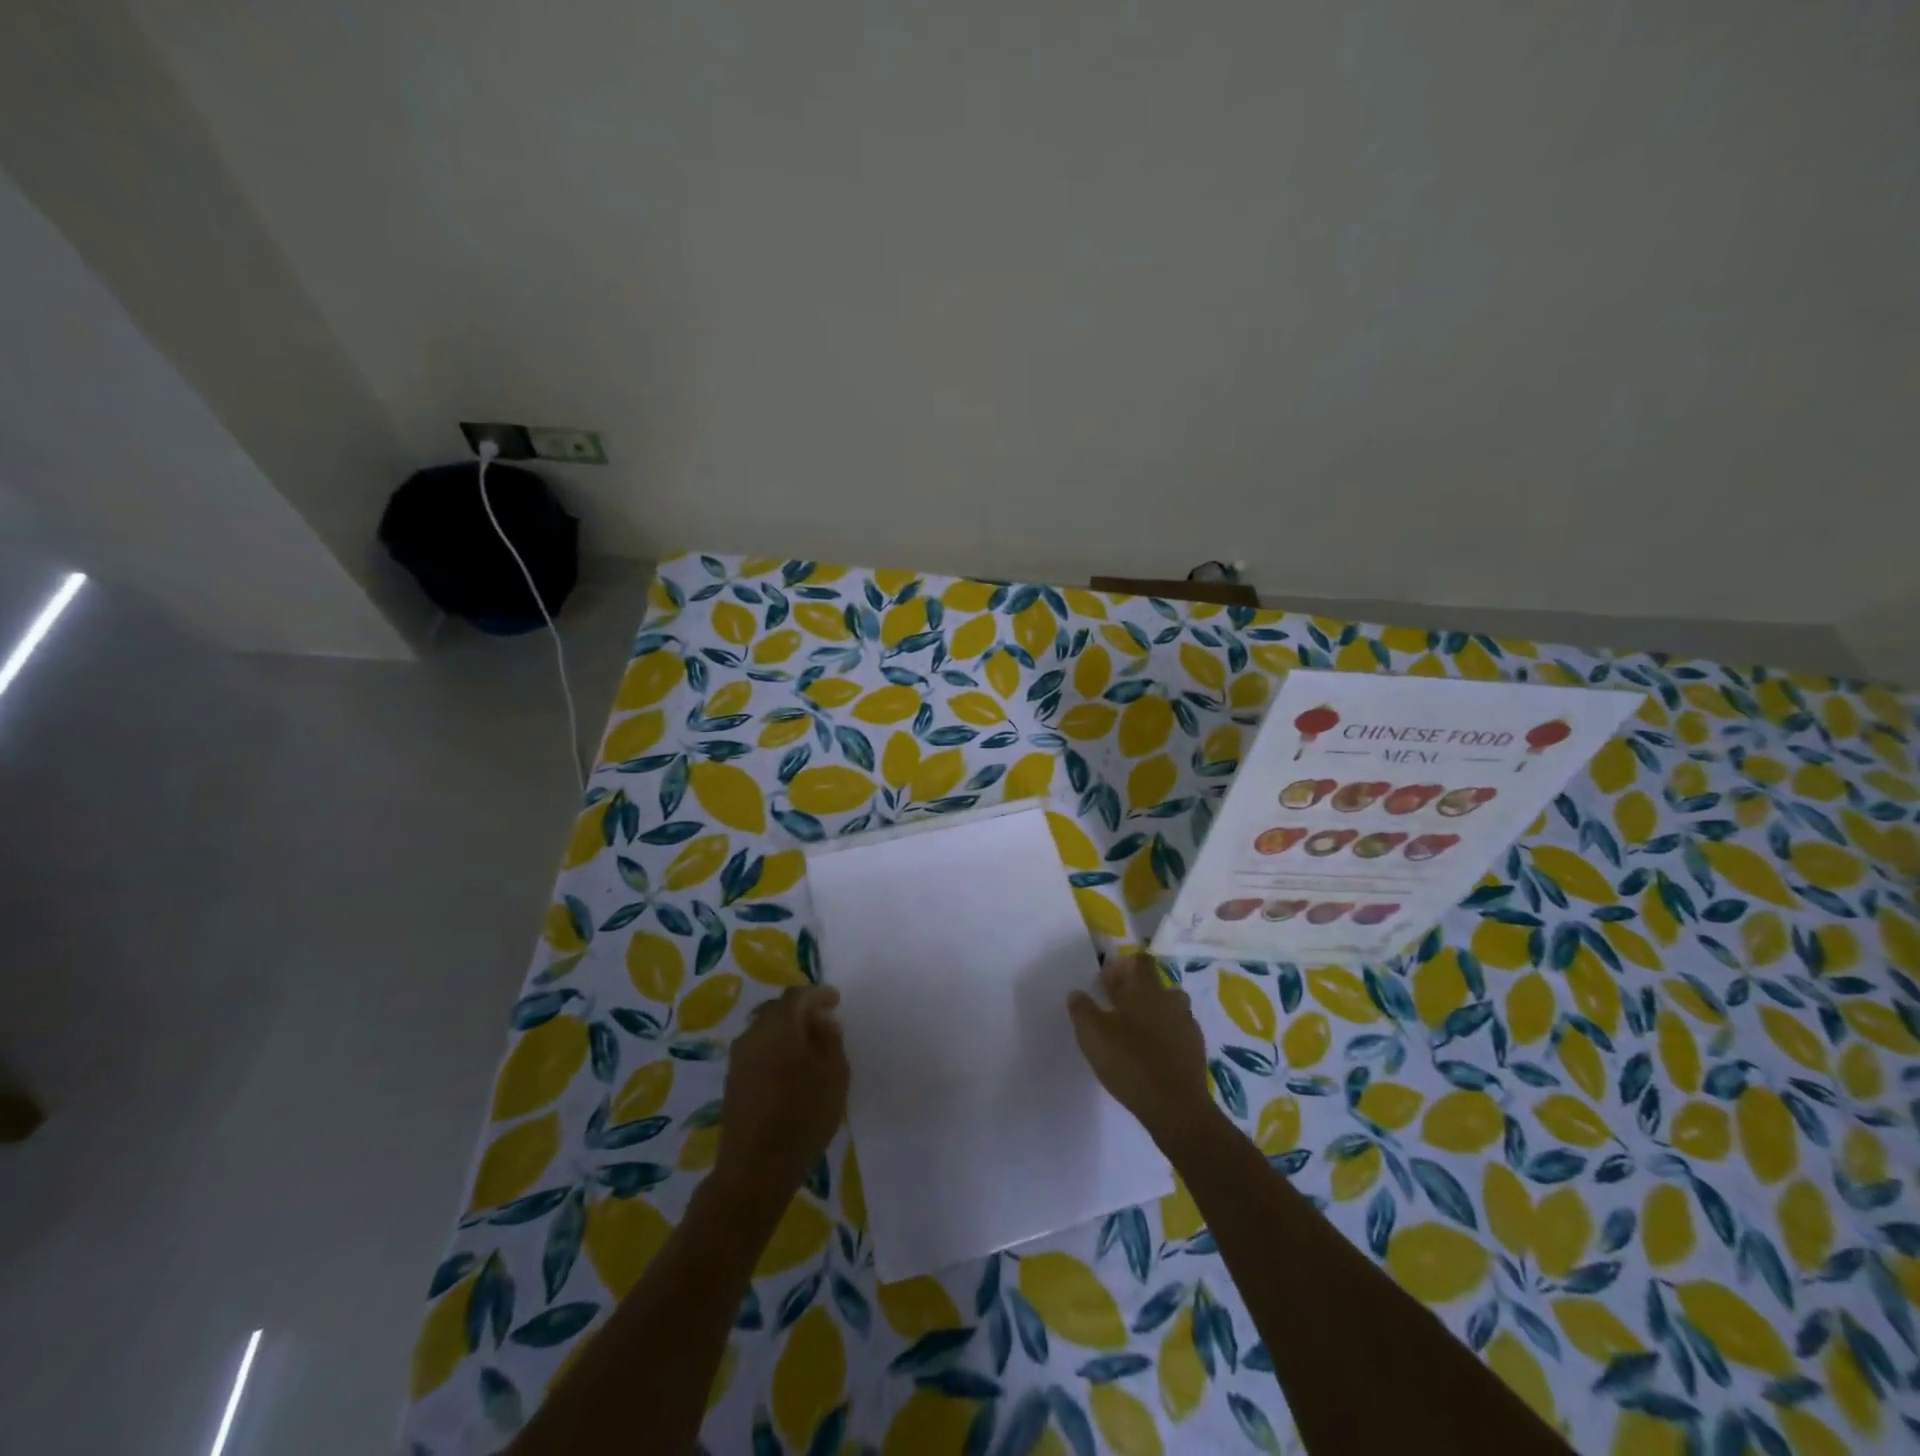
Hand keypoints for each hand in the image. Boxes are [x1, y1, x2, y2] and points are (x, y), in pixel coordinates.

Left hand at [714, 985, 849, 1204]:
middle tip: (822, 1020)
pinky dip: (774, 1049)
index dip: (818, 994)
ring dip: (785, 1031)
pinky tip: (788, 1068)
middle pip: (777, 1009)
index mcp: (780, 1025)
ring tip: (807, 1046)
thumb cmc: (803, 1116)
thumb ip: (830, 1040)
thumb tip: (822, 1020)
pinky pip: (757, 1050)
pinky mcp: (732, 1081)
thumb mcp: (834, 1075)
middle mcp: (754, 1033)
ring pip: (764, 1030)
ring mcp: (739, 1058)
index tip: (835, 1000)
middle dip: (800, 1010)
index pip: (798, 995)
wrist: (755, 1169)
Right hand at [1068, 954, 1214, 1145]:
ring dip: (1153, 1013)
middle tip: (1115, 1009)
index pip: (1139, 961)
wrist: (1176, 1106)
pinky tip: (1153, 1054)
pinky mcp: (1197, 1049)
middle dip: (1136, 991)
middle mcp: (1169, 999)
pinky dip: (1167, 1036)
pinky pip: (1179, 1031)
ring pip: (1169, 1007)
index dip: (1122, 966)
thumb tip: (1077, 993)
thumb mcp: (1092, 1035)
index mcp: (1144, 989)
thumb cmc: (1129, 1062)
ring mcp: (1186, 1023)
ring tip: (1135, 1032)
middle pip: (1154, 983)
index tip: (1106, 983)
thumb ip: (1082, 1010)